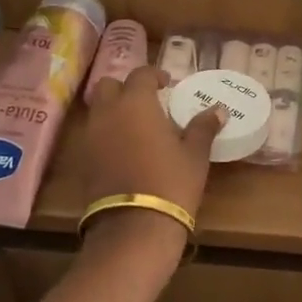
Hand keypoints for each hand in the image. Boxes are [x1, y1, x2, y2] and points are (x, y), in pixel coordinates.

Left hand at [79, 66, 223, 253]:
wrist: (134, 226)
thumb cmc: (171, 182)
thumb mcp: (194, 155)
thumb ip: (203, 127)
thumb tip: (218, 109)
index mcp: (135, 103)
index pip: (140, 74)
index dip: (154, 75)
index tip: (168, 84)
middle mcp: (107, 112)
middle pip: (108, 86)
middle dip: (125, 89)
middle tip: (147, 102)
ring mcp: (90, 136)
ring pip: (97, 110)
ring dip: (113, 111)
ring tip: (136, 127)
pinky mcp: (83, 160)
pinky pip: (93, 135)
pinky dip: (106, 134)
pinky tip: (124, 150)